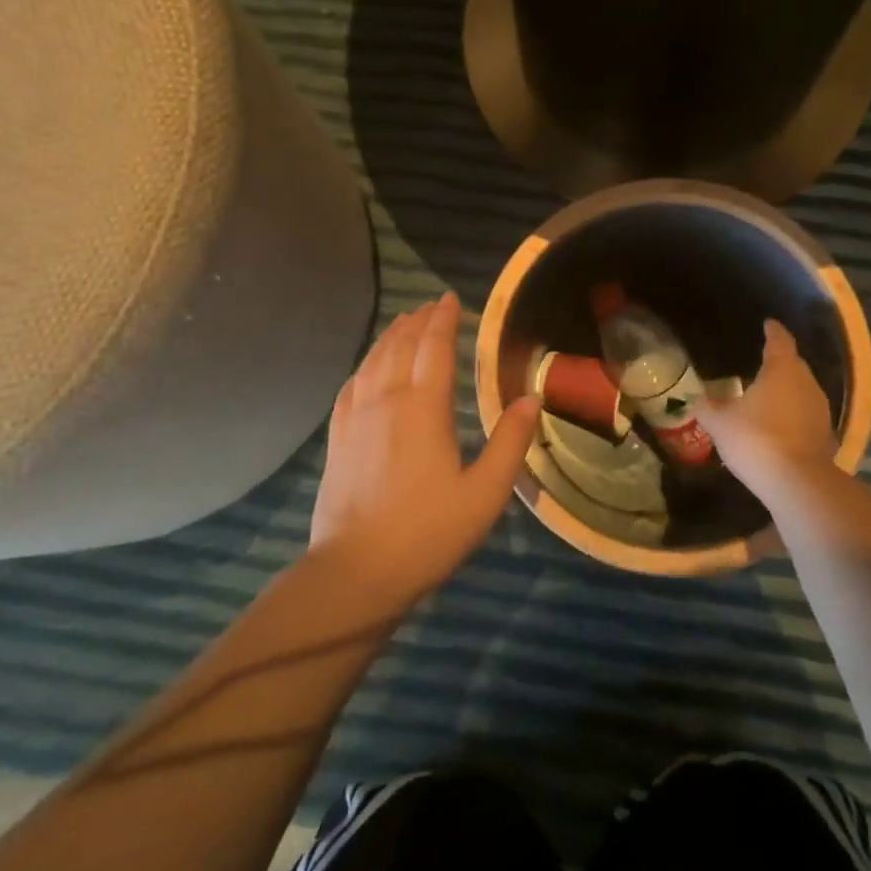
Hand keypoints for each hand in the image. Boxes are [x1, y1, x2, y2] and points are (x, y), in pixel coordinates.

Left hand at [309, 292, 541, 604]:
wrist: (356, 572)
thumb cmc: (428, 533)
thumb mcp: (485, 493)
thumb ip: (510, 442)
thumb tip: (532, 399)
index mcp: (424, 408)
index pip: (434, 348)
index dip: (443, 319)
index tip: (450, 298)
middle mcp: (386, 401)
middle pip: (400, 347)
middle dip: (417, 321)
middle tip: (431, 306)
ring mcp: (356, 419)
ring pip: (373, 362)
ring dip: (391, 338)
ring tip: (403, 324)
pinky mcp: (338, 439)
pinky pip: (351, 387)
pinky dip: (364, 366)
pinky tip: (368, 368)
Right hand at [702, 320, 838, 493]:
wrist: (797, 483)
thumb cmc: (756, 439)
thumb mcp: (719, 423)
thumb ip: (708, 407)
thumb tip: (698, 399)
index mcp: (781, 370)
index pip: (779, 341)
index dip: (773, 331)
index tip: (768, 324)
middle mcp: (806, 383)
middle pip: (794, 365)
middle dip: (780, 362)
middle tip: (763, 362)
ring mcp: (820, 410)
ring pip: (802, 391)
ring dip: (787, 391)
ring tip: (768, 395)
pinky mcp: (825, 436)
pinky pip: (806, 415)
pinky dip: (793, 415)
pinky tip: (779, 425)